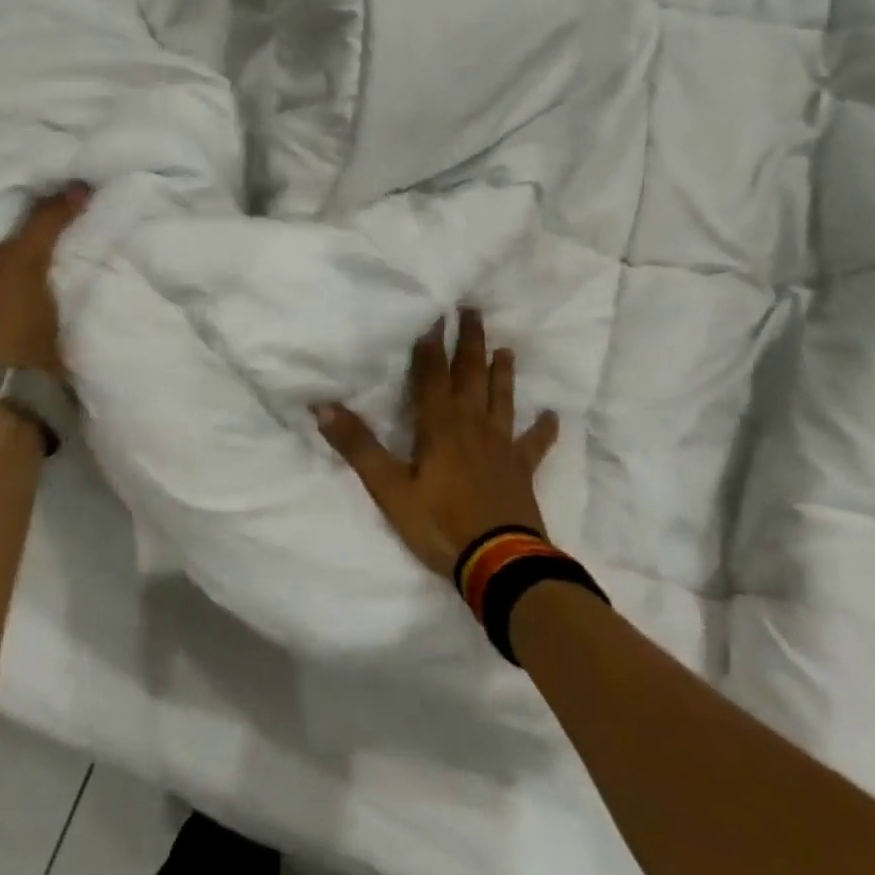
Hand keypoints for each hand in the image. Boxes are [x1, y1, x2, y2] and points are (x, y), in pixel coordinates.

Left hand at [0, 185, 90, 376]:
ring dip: (63, 263)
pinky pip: (60, 302)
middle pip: (16, 256)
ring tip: (95, 235)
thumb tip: (78, 184)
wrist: (21, 396)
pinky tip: (97, 272)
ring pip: (40, 279)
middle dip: (43, 238)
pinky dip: (75, 288)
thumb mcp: (22, 262)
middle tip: (79, 210)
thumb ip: (45, 223)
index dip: (12, 211)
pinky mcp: (39, 342)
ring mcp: (10, 323)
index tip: (45, 190)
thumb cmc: (7, 323)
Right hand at [314, 309, 559, 577]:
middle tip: (473, 310)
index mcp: (439, 423)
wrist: (499, 563)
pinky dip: (543, 429)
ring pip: (502, 398)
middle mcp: (473, 424)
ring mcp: (501, 445)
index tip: (436, 313)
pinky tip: (551, 416)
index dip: (431, 343)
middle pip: (471, 374)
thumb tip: (323, 407)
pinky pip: (535, 443)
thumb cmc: (439, 523)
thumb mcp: (388, 487)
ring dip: (503, 373)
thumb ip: (358, 445)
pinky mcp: (521, 470)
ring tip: (506, 349)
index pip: (432, 373)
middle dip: (470, 341)